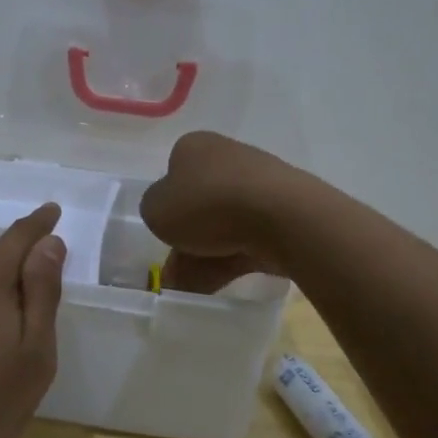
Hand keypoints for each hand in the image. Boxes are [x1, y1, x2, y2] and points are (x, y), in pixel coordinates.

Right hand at [140, 131, 299, 293]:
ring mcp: (259, 183)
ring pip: (224, 224)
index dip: (166, 203)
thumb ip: (155, 210)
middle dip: (187, 238)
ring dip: (205, 256)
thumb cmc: (206, 204)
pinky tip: (219, 285)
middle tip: (174, 271)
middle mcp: (227, 157)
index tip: (164, 230)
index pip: (173, 171)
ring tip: (191, 290)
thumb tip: (168, 214)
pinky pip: (248, 238)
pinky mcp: (283, 211)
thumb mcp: (156, 209)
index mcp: (195, 146)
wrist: (281, 216)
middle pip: (200, 202)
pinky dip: (232, 259)